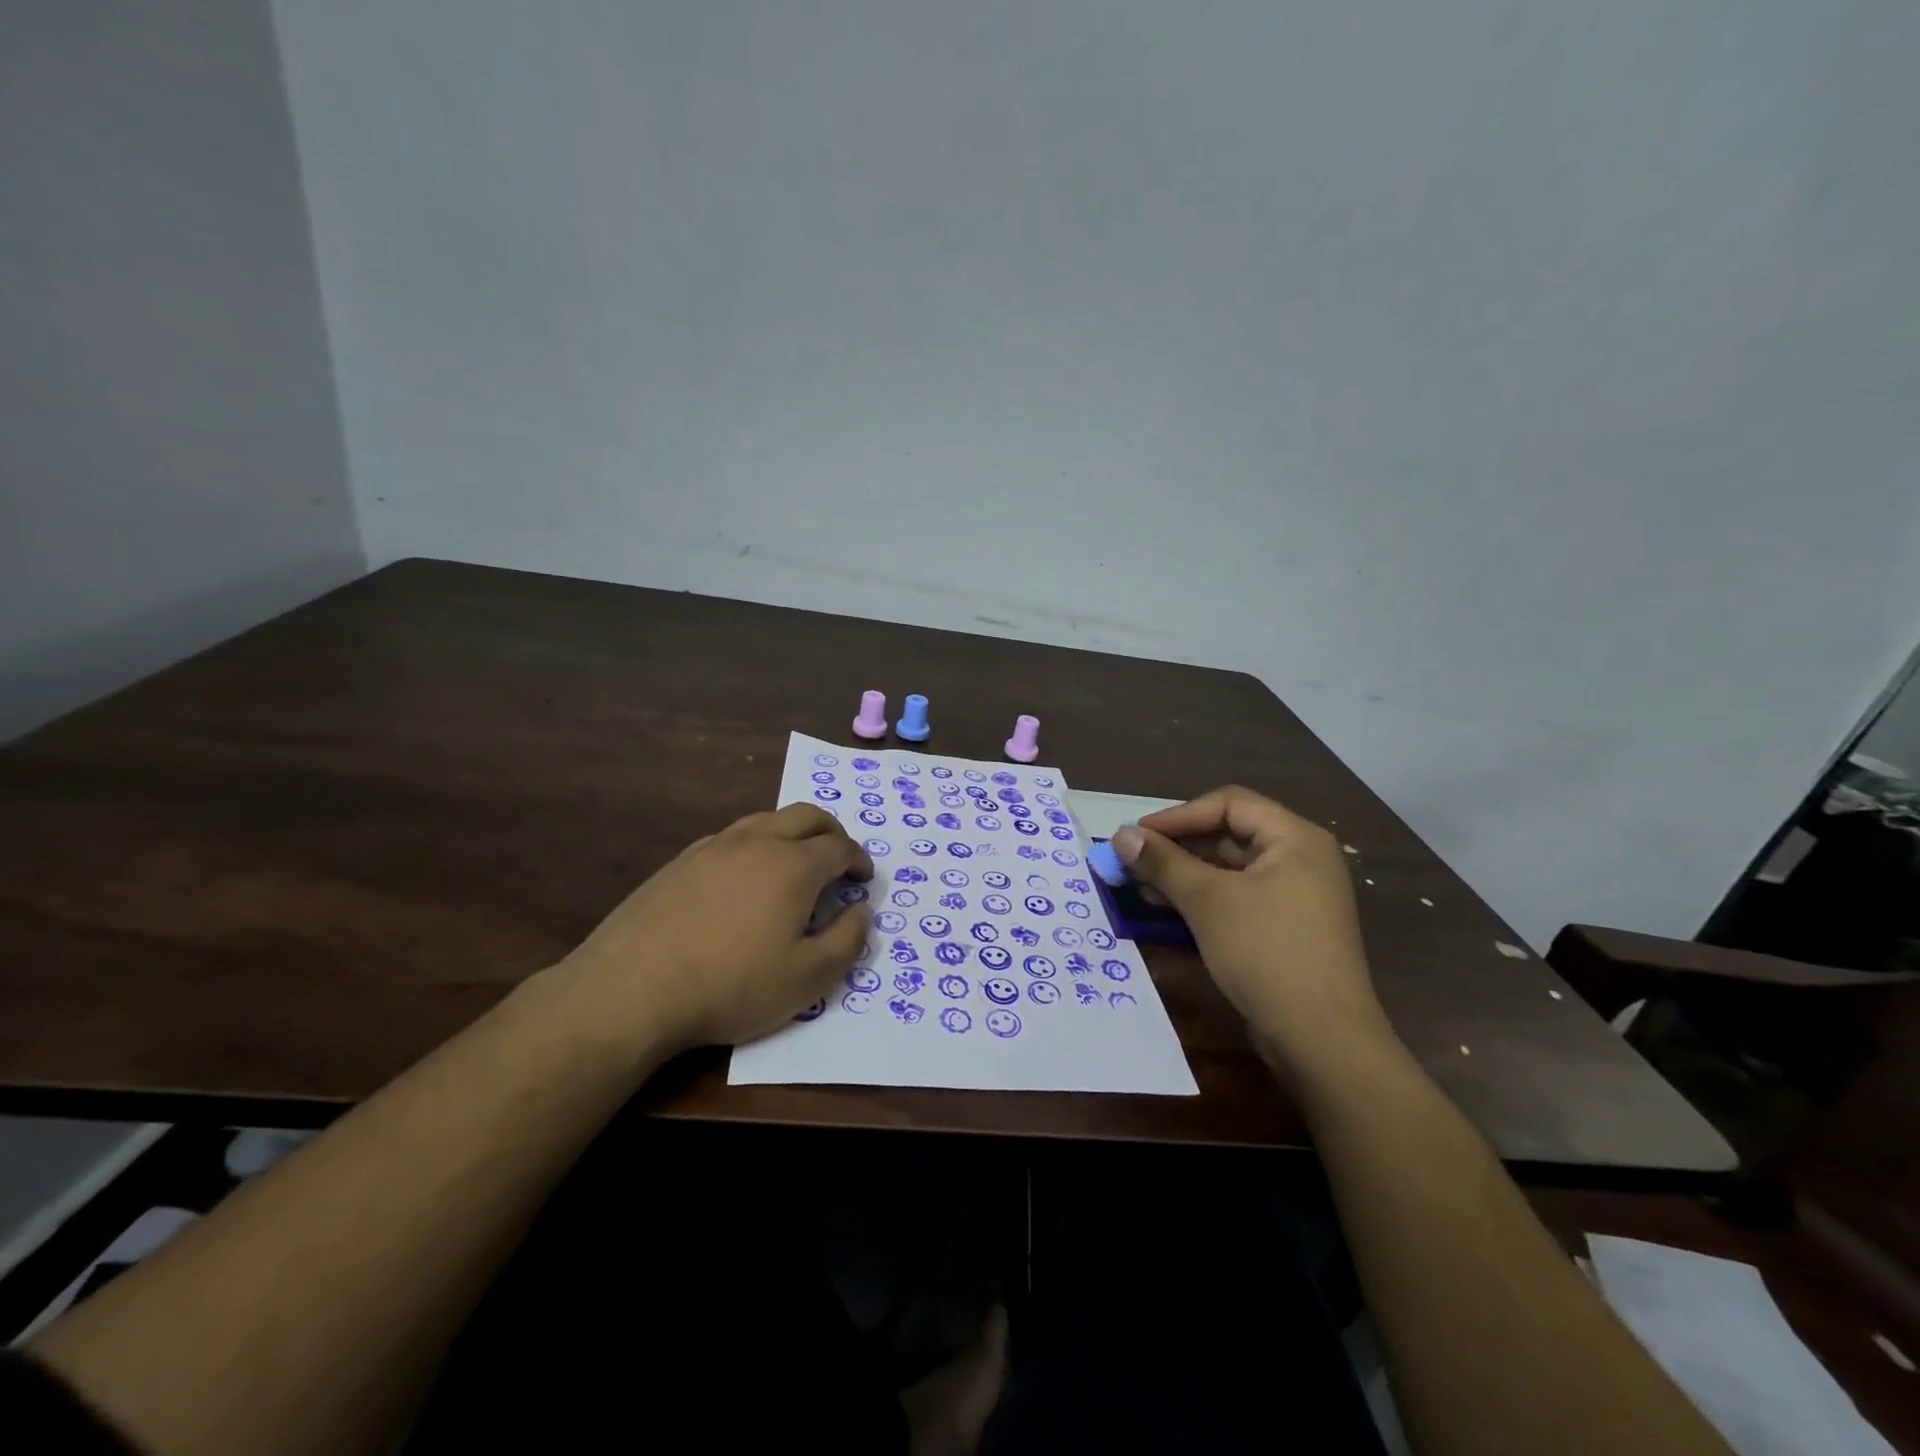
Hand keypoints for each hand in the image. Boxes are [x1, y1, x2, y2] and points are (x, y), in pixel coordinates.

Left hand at [554, 805, 872, 1051]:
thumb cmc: (731, 986)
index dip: (859, 860)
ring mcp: (714, 847)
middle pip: (806, 815)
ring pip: (766, 820)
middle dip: (832, 832)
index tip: (863, 880)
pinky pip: (731, 837)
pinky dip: (754, 845)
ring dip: (792, 833)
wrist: (632, 988)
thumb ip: (847, 941)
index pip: (840, 846)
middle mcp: (757, 842)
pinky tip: (744, 878)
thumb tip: (861, 910)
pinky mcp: (681, 861)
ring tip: (795, 863)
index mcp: (794, 865)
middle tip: (839, 859)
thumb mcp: (807, 979)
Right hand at [1113, 787, 1397, 1083]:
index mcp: (1295, 838)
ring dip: (1184, 874)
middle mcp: (1300, 859)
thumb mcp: (1207, 901)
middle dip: (1178, 847)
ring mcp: (1296, 895)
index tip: (1137, 835)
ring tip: (1142, 887)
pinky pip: (1239, 897)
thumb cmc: (1266, 953)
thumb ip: (1162, 862)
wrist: (1322, 1040)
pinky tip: (1168, 910)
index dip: (1179, 815)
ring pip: (1230, 869)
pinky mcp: (1286, 928)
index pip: (1229, 804)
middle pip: (1229, 834)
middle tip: (1133, 861)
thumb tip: (1120, 835)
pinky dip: (1204, 898)